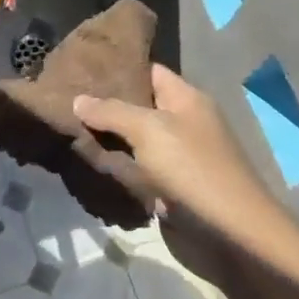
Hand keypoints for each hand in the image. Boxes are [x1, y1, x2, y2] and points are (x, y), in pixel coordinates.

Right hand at [73, 65, 280, 275]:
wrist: (231, 231)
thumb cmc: (192, 169)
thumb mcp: (148, 131)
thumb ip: (112, 112)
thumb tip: (78, 99)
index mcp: (186, 98)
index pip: (149, 70)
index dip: (118, 67)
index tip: (82, 68)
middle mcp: (184, 121)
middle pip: (140, 105)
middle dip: (107, 104)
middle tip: (67, 100)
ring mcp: (179, 155)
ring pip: (136, 139)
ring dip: (109, 138)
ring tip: (69, 129)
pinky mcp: (172, 185)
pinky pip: (139, 168)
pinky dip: (119, 166)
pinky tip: (90, 163)